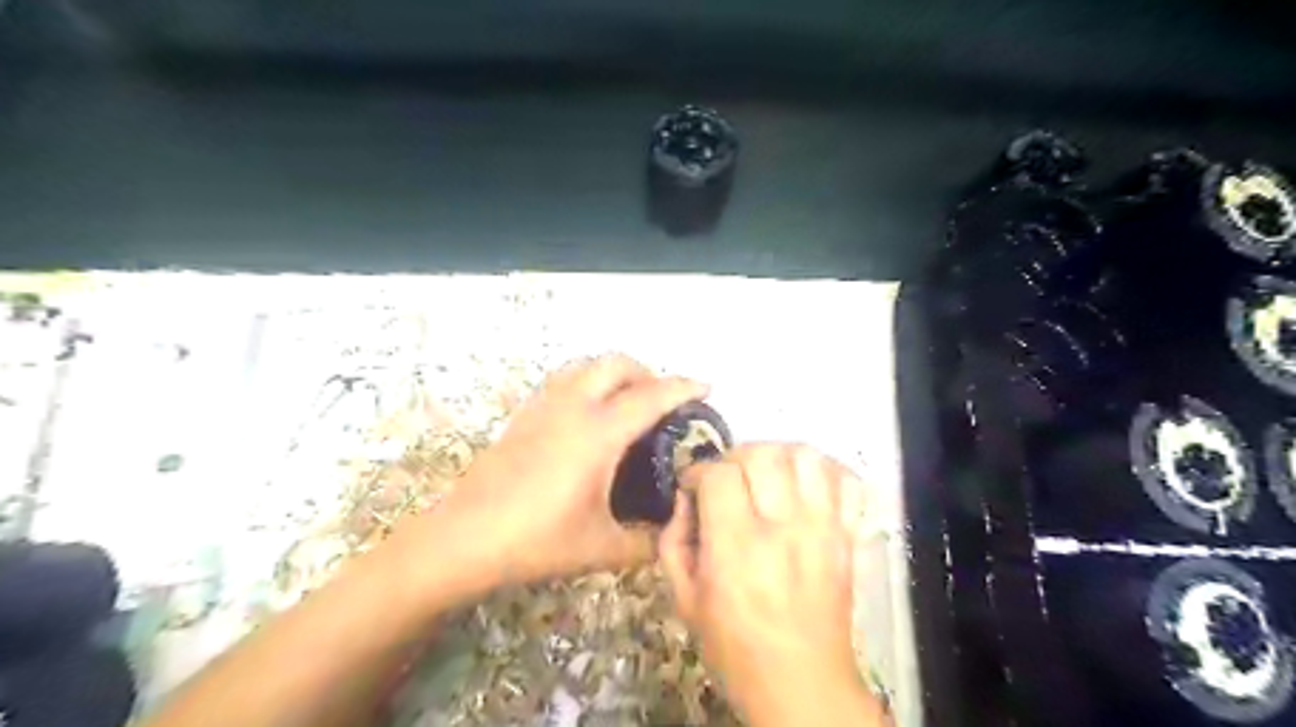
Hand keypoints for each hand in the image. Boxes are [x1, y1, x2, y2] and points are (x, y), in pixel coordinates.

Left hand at [400, 351, 705, 595]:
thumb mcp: (601, 548)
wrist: (463, 538)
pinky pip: (565, 379)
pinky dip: (588, 381)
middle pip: (617, 364)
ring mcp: (544, 406)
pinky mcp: (524, 415)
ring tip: (628, 401)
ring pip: (587, 365)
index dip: (683, 387)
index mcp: (598, 433)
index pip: (651, 396)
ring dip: (615, 373)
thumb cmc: (536, 540)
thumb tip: (674, 537)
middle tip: (664, 401)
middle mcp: (573, 407)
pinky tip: (589, 414)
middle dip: (648, 372)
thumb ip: (647, 543)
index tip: (707, 386)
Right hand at [658, 446, 881, 722]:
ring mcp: (823, 529)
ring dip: (779, 455)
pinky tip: (805, 487)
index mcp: (737, 547)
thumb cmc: (735, 647)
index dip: (698, 471)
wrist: (802, 685)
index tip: (692, 486)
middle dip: (734, 457)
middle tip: (727, 480)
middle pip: (762, 454)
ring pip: (806, 457)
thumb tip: (684, 501)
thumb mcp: (684, 600)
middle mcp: (783, 529)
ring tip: (766, 476)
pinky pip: (847, 482)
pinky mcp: (848, 536)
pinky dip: (826, 472)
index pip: (719, 475)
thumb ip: (673, 543)